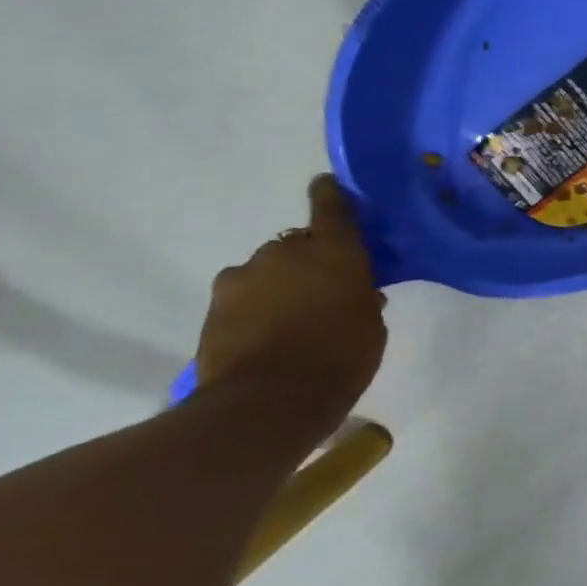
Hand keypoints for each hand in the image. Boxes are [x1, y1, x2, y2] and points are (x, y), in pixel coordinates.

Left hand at [195, 176, 387, 405]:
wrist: (269, 400)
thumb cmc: (342, 355)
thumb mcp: (371, 325)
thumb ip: (362, 298)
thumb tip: (357, 291)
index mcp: (333, 250)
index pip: (331, 207)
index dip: (331, 195)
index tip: (329, 185)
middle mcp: (285, 253)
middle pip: (297, 245)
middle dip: (308, 261)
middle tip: (325, 289)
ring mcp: (243, 278)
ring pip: (266, 272)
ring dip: (279, 285)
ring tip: (294, 318)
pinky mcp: (214, 307)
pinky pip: (243, 297)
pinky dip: (255, 308)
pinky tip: (270, 335)